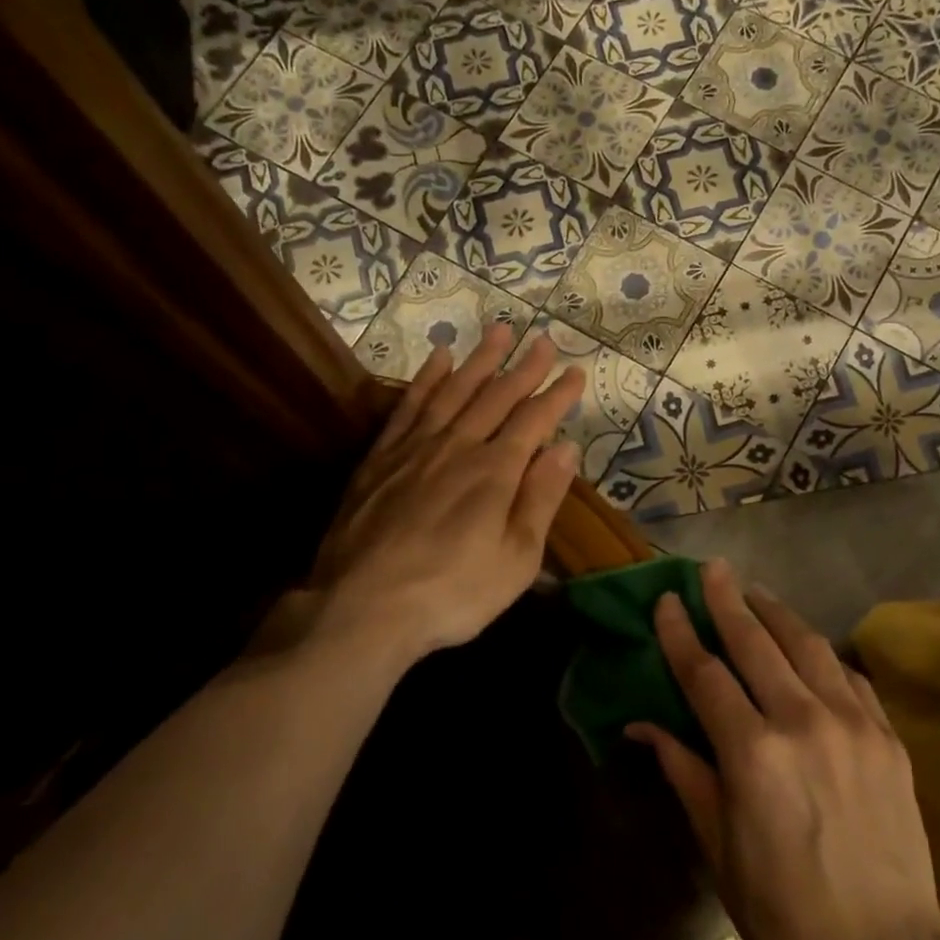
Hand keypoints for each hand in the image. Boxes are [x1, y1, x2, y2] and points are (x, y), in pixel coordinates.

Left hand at [306, 323, 583, 666]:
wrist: (362, 608)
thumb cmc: (451, 593)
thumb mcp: (515, 559)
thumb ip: (541, 499)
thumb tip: (565, 447)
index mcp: (495, 472)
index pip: (534, 420)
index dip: (558, 394)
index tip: (576, 371)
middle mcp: (458, 447)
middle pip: (496, 396)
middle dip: (524, 367)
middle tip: (543, 340)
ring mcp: (415, 448)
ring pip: (454, 391)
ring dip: (479, 360)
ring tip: (499, 331)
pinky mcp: (381, 458)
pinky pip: (409, 406)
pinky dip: (427, 379)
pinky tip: (438, 360)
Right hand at [627, 560, 939, 939]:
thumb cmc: (785, 914)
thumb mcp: (720, 849)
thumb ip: (686, 772)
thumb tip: (643, 726)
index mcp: (753, 752)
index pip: (705, 673)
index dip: (680, 634)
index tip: (665, 600)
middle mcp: (803, 721)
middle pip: (756, 642)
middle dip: (727, 600)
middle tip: (712, 568)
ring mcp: (853, 723)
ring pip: (807, 645)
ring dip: (776, 613)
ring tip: (755, 591)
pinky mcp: (888, 736)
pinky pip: (849, 676)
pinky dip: (822, 653)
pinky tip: (809, 645)